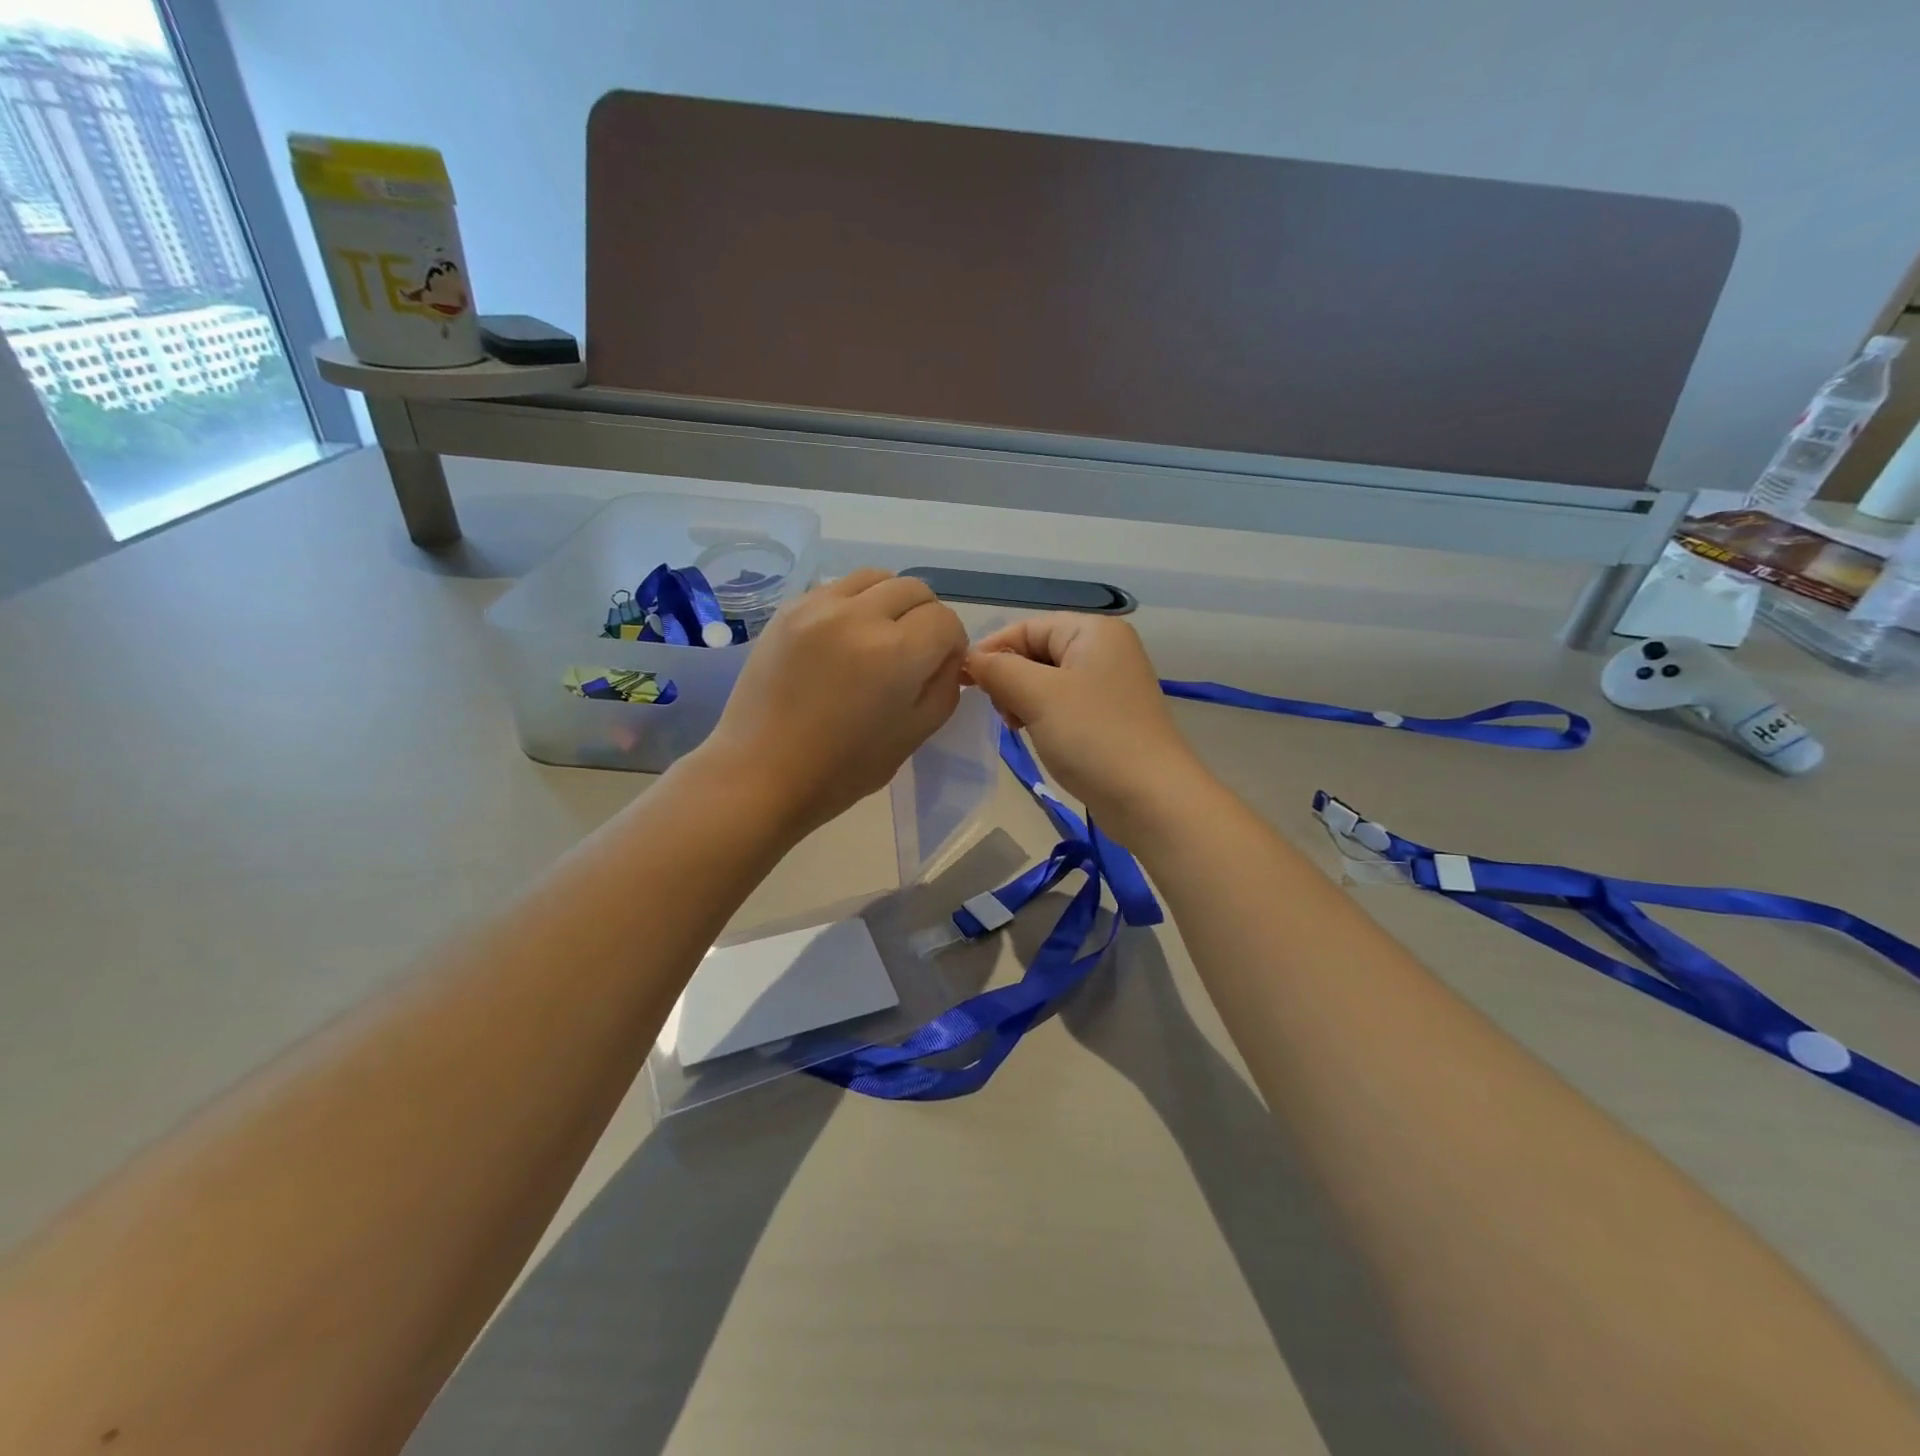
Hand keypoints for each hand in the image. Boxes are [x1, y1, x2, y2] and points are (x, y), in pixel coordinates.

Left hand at [692, 569, 968, 838]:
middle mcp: (859, 615)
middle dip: (925, 618)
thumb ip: (943, 686)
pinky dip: (853, 605)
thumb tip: (947, 656)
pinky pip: (837, 588)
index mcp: (896, 652)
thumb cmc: (842, 769)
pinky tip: (842, 641)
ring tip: (878, 638)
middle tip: (913, 653)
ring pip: (875, 578)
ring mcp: (818, 606)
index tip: (939, 668)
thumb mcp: (914, 735)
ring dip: (889, 602)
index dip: (951, 644)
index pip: (945, 620)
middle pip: (914, 589)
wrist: (761, 773)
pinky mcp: (788, 609)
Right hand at [967, 614, 1213, 844]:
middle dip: (1010, 677)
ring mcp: (1112, 685)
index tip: (963, 682)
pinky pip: (1065, 704)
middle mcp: (1106, 649)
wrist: (1151, 798)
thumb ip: (999, 670)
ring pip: (1049, 681)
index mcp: (1094, 631)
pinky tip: (1036, 735)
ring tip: (1016, 726)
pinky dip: (1043, 716)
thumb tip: (971, 659)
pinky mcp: (1112, 717)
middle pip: (1038, 651)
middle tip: (1000, 711)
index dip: (992, 650)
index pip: (1027, 627)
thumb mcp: (1038, 696)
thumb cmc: (1093, 736)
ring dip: (1024, 700)